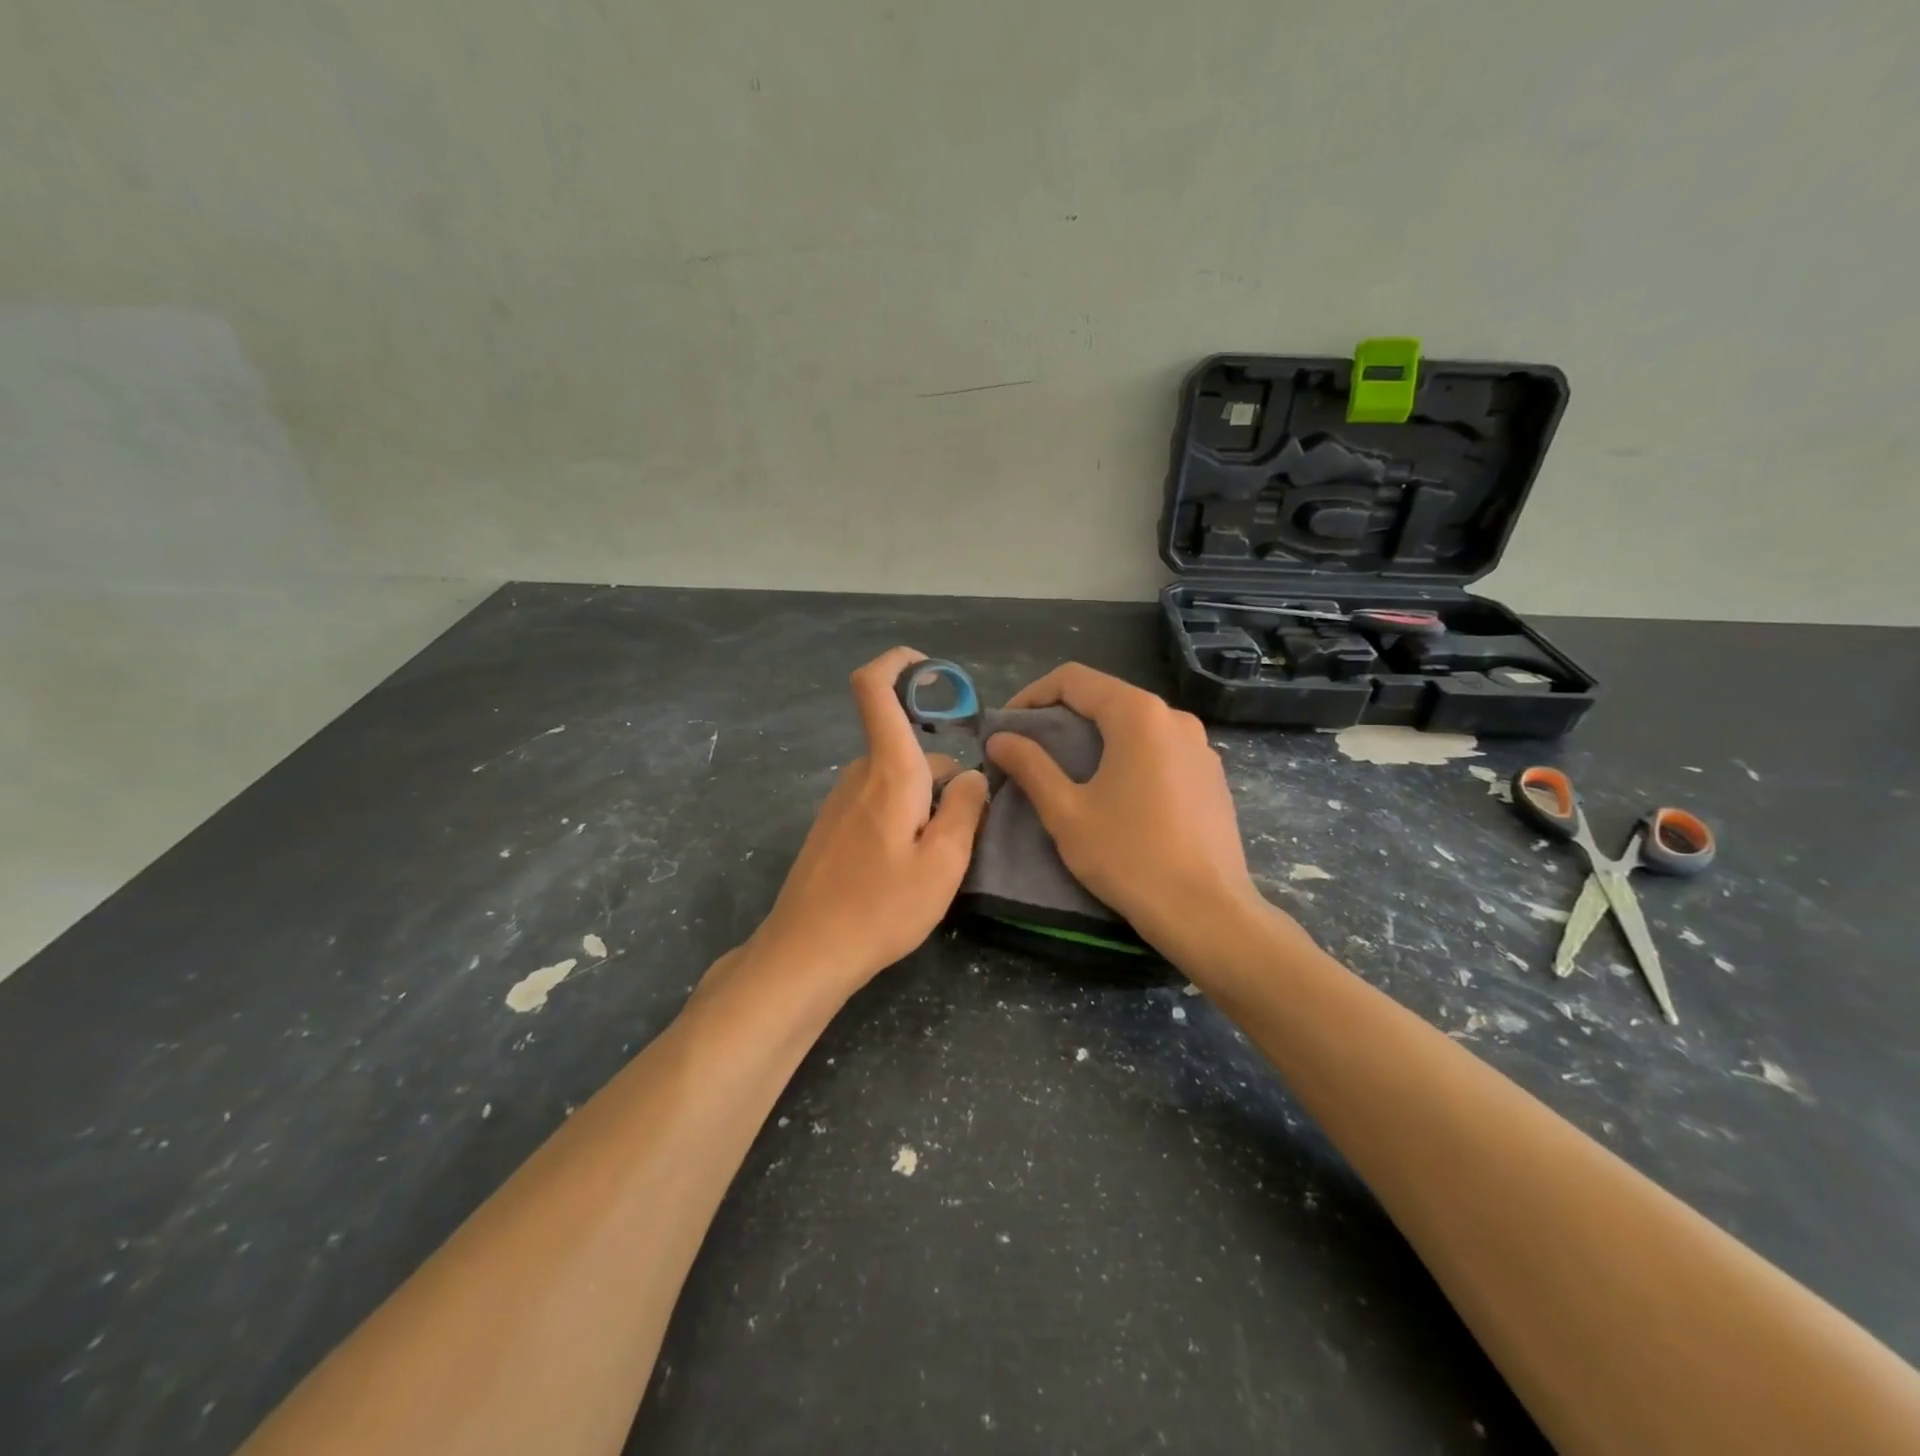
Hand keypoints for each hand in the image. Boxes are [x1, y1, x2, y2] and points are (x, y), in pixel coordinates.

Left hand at [743, 647, 988, 993]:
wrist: (807, 951)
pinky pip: (879, 802)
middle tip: (963, 836)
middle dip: (944, 779)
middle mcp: (860, 774)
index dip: (898, 664)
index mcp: (889, 771)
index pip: (875, 689)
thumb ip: (965, 808)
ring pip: (898, 780)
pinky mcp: (833, 825)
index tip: (930, 669)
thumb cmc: (881, 907)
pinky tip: (904, 871)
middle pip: (911, 751)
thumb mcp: (944, 863)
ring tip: (934, 863)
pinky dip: (902, 819)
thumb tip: (972, 775)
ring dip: (924, 805)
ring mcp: (842, 799)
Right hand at [984, 663, 1270, 956]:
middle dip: (1061, 717)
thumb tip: (999, 739)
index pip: (1073, 679)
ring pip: (1134, 724)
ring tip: (1067, 772)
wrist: (1207, 913)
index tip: (1007, 729)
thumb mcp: (1066, 812)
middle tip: (1029, 751)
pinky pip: (1159, 748)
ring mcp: (1200, 746)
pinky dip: (1126, 756)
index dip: (1031, 696)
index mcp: (1138, 715)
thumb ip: (1030, 766)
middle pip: (1106, 697)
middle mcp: (1174, 717)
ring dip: (1094, 737)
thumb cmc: (1129, 857)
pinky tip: (1114, 794)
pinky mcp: (1211, 775)